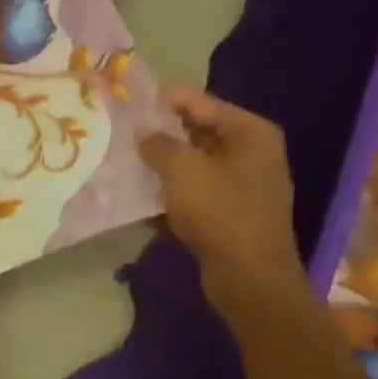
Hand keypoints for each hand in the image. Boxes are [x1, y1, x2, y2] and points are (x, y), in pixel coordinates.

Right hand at [139, 85, 302, 302]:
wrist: (249, 278)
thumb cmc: (219, 213)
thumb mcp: (181, 170)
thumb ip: (158, 144)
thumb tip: (144, 134)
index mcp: (249, 132)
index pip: (200, 102)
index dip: (164, 100)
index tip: (130, 101)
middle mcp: (253, 152)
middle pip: (198, 132)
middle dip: (162, 134)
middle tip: (124, 133)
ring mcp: (245, 184)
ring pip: (195, 164)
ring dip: (165, 166)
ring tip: (128, 163)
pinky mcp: (234, 212)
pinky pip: (198, 192)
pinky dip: (175, 193)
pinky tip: (145, 200)